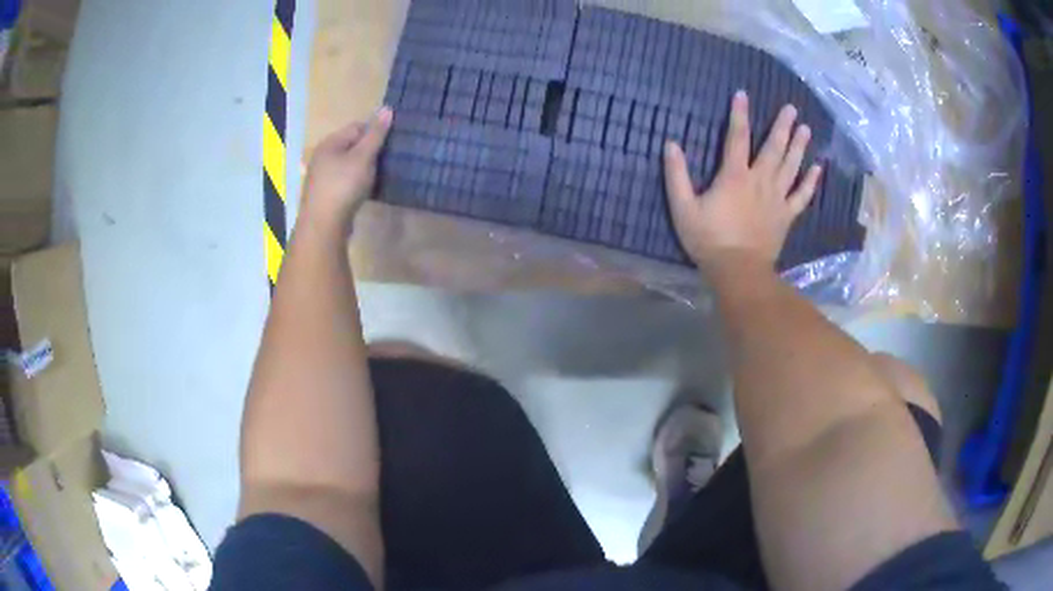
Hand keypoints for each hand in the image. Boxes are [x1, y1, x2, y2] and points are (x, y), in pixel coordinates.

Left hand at [302, 107, 392, 227]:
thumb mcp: (363, 156)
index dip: (375, 132)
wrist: (323, 226)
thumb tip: (387, 108)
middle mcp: (322, 157)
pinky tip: (364, 191)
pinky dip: (356, 183)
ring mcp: (322, 177)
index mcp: (330, 143)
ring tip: (379, 175)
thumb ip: (376, 133)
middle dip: (369, 150)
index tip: (391, 143)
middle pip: (351, 146)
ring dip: (363, 168)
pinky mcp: (325, 195)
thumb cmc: (343, 186)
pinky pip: (344, 181)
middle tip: (388, 160)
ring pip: (348, 165)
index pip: (357, 127)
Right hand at [664, 92, 821, 269]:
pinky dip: (811, 182)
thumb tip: (671, 144)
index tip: (743, 95)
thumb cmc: (708, 240)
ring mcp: (777, 199)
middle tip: (792, 108)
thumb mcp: (683, 208)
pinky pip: (802, 196)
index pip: (737, 138)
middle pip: (773, 149)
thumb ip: (676, 175)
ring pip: (791, 167)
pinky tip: (818, 169)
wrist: (738, 271)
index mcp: (734, 176)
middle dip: (782, 126)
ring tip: (806, 129)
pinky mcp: (786, 216)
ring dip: (799, 147)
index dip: (739, 115)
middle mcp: (760, 181)